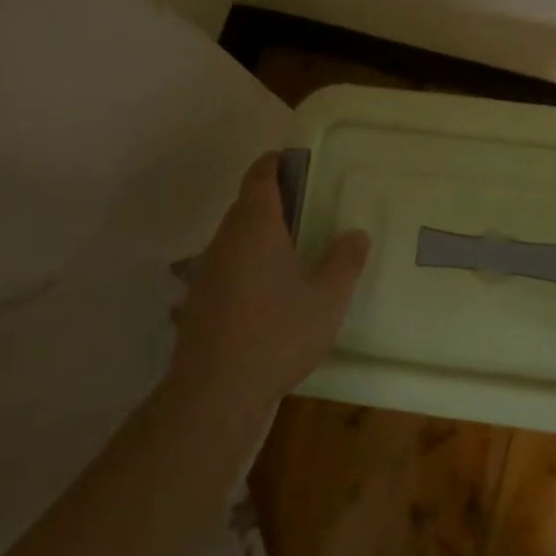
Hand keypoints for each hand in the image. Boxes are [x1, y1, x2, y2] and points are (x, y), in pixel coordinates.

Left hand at [171, 152, 370, 415]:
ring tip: (293, 253)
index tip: (296, 161)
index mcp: (255, 225)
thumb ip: (345, 260)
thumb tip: (356, 234)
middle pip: (246, 206)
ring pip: (235, 239)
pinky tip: (269, 295)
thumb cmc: (278, 332)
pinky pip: (227, 269)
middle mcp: (224, 240)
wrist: (216, 393)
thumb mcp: (328, 297)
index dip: (276, 163)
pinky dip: (248, 267)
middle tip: (308, 209)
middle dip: (273, 201)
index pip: (260, 176)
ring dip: (260, 237)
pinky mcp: (199, 303)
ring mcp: (206, 273)